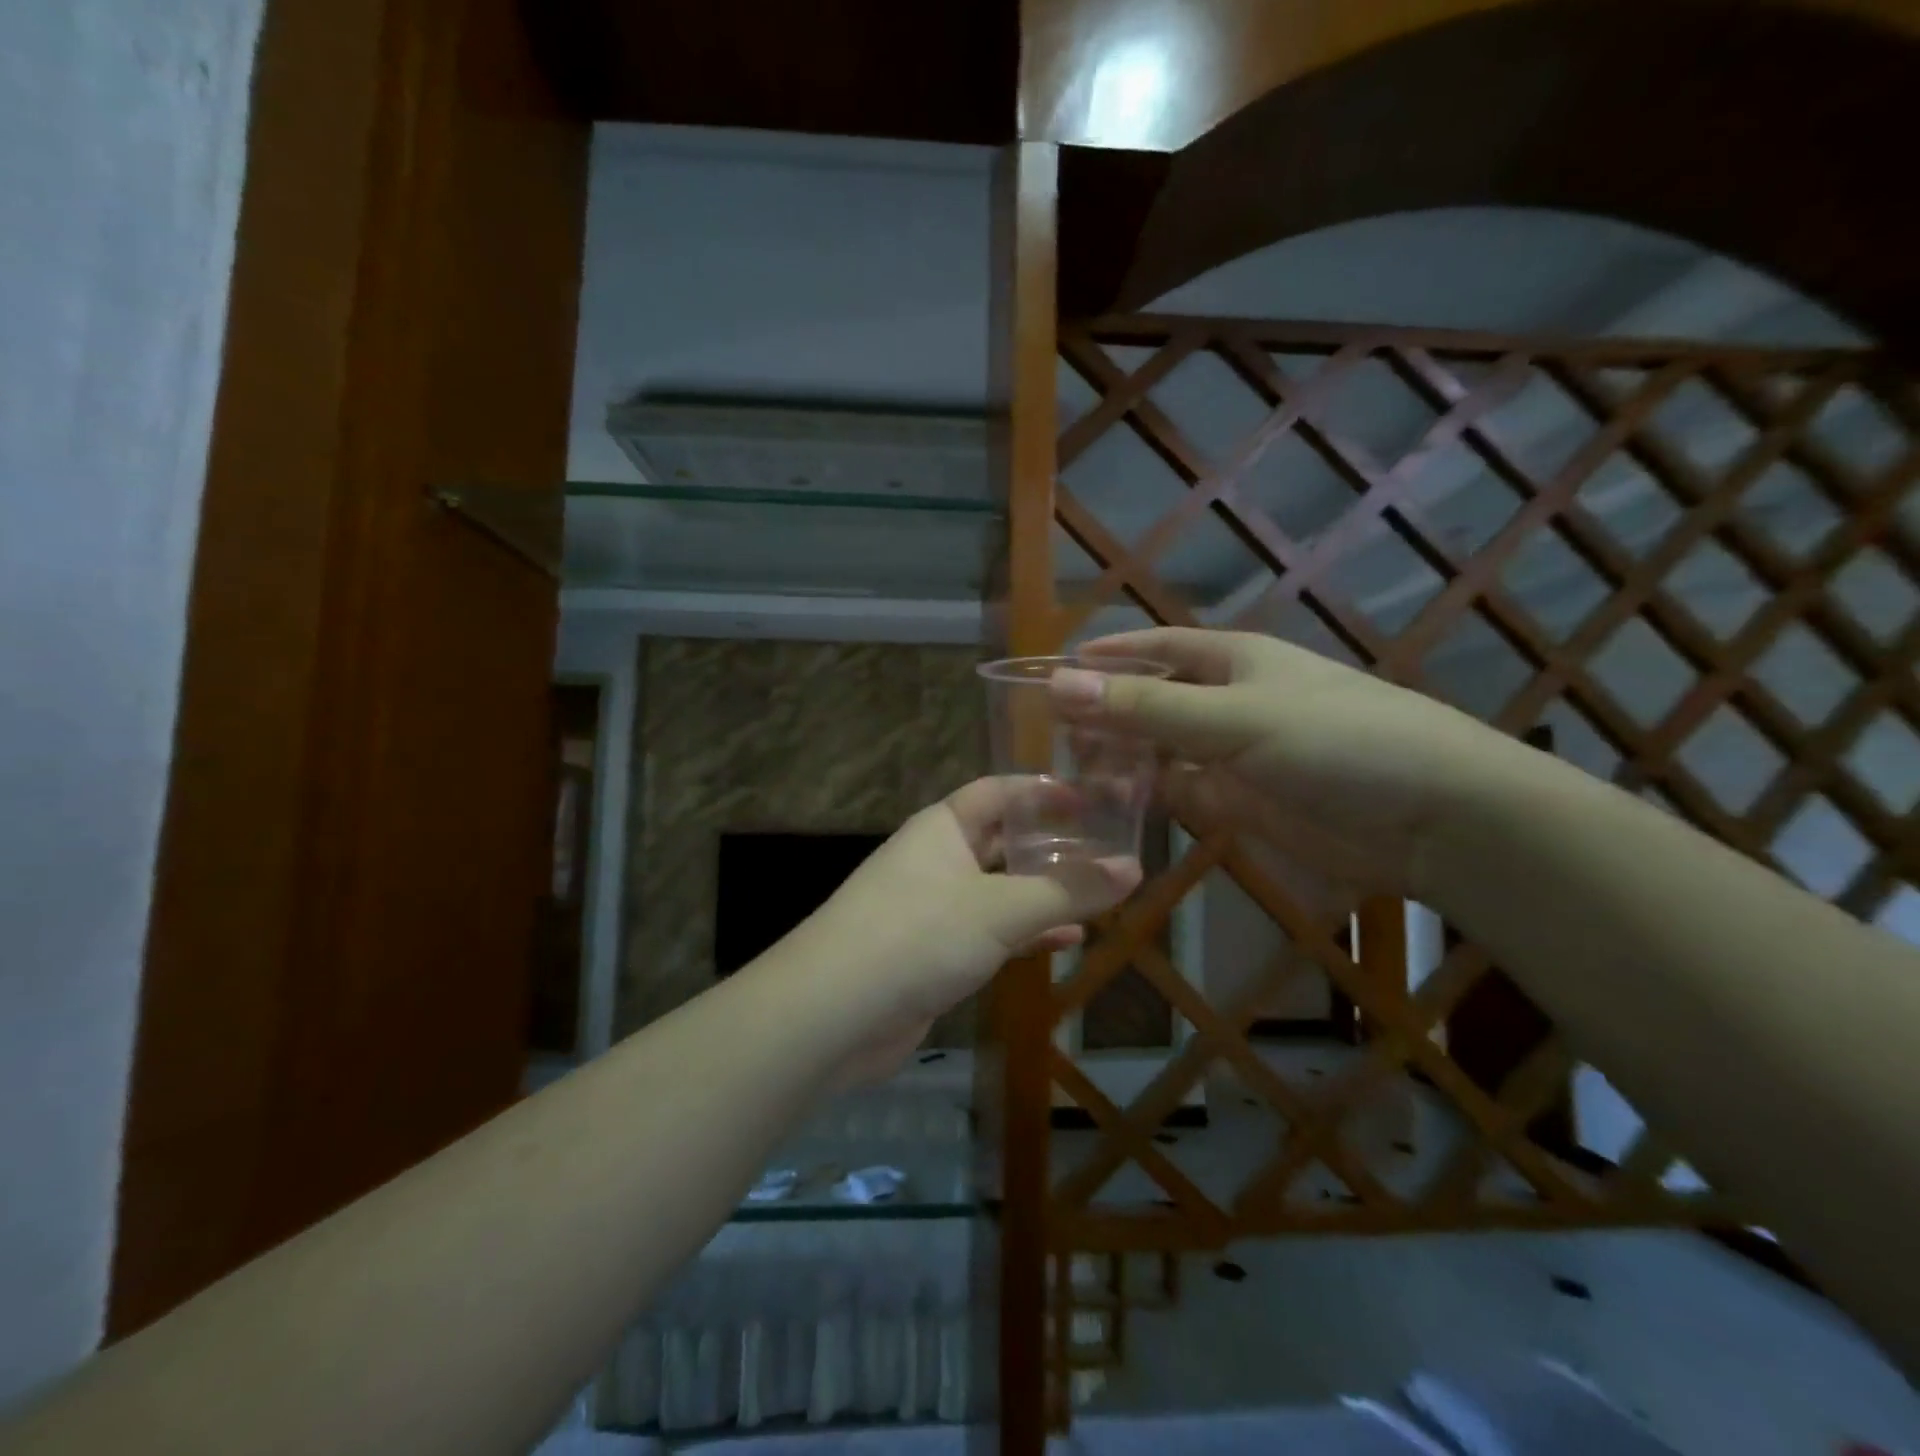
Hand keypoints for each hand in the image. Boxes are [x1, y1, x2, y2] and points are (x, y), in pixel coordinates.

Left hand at [807, 778, 1140, 1082]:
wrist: (833, 1013)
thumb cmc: (918, 935)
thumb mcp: (1001, 909)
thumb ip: (1068, 890)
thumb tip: (1133, 867)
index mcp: (943, 827)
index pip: (999, 792)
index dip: (1043, 791)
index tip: (1093, 799)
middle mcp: (936, 859)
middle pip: (1001, 841)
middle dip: (1050, 847)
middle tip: (1107, 852)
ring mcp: (932, 907)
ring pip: (998, 890)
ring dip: (1042, 894)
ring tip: (1099, 897)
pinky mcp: (931, 953)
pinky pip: (988, 932)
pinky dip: (1024, 934)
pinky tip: (1067, 942)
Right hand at [1056, 627, 1514, 895]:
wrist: (1433, 819)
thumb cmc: (1336, 742)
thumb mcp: (1235, 718)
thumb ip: (1147, 708)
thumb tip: (1059, 684)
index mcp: (1233, 661)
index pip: (1157, 648)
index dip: (1109, 655)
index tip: (1055, 669)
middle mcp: (1229, 702)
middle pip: (1152, 701)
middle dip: (1105, 713)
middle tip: (1048, 733)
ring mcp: (1234, 755)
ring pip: (1160, 750)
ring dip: (1120, 757)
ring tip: (1067, 772)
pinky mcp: (1241, 803)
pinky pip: (1180, 792)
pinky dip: (1148, 795)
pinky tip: (1112, 805)